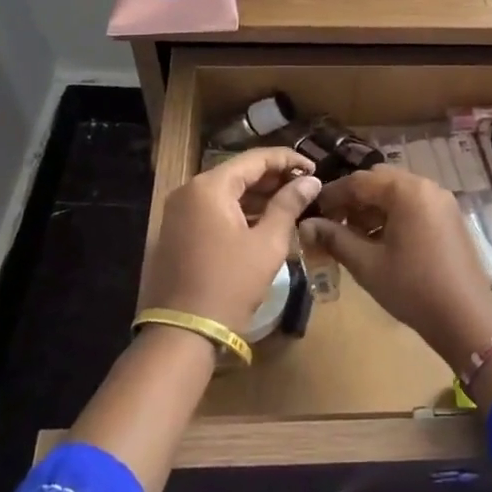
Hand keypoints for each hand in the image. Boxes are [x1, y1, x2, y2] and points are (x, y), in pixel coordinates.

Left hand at [143, 147, 320, 335]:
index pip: (255, 159)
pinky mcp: (176, 233)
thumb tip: (310, 181)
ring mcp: (178, 212)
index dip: (288, 160)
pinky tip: (264, 221)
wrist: (183, 332)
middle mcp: (189, 191)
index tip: (315, 169)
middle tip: (306, 187)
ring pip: (225, 193)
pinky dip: (239, 211)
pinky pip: (213, 211)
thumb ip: (289, 205)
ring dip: (257, 196)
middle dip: (273, 178)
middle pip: (238, 173)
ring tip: (291, 203)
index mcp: (210, 187)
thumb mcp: (267, 243)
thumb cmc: (230, 284)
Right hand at [299, 167, 491, 364]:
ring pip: (397, 193)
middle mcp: (427, 186)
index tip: (313, 213)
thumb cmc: (412, 288)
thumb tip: (305, 225)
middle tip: (333, 224)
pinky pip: (414, 205)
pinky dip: (394, 215)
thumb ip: (334, 238)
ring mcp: (442, 201)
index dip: (332, 195)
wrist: (466, 318)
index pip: (359, 181)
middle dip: (354, 200)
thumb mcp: (367, 264)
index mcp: (406, 191)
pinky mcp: (450, 218)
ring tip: (354, 236)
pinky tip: (381, 241)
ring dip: (373, 208)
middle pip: (380, 181)